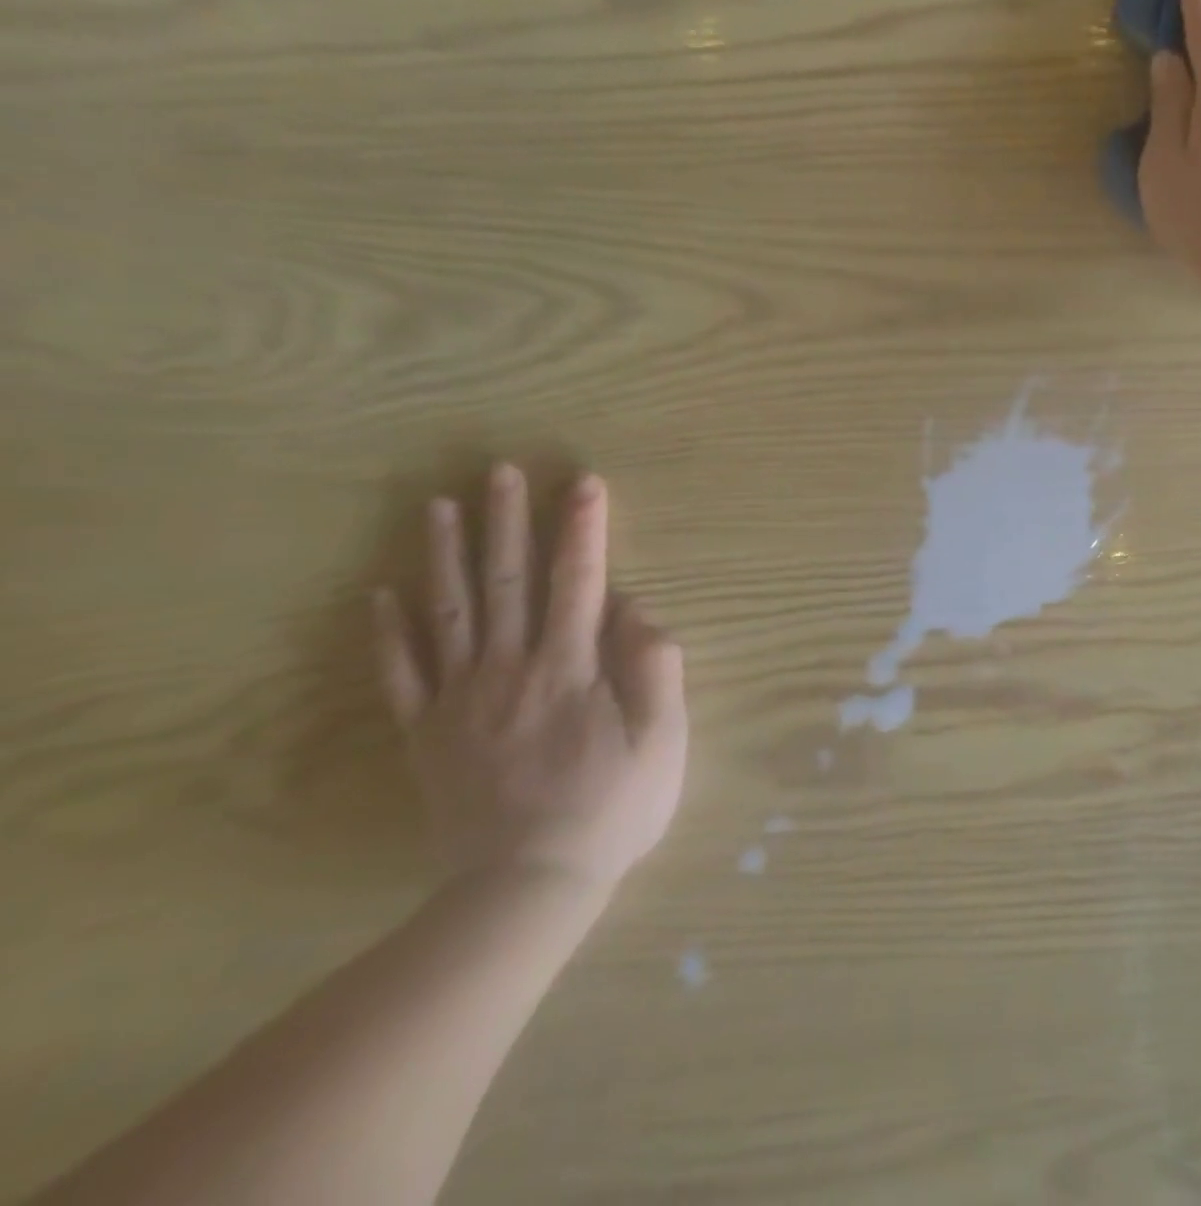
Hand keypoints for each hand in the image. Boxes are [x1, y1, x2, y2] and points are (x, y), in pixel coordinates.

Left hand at [372, 466, 687, 892]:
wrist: (528, 887)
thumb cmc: (612, 809)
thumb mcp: (663, 740)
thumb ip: (654, 666)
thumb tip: (634, 608)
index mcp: (571, 668)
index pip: (579, 582)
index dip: (583, 529)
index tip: (583, 482)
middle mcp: (511, 669)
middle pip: (509, 583)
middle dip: (509, 522)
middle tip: (501, 471)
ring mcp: (461, 700)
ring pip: (450, 614)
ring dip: (446, 556)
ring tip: (440, 506)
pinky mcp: (427, 735)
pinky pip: (402, 675)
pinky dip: (389, 633)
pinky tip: (381, 594)